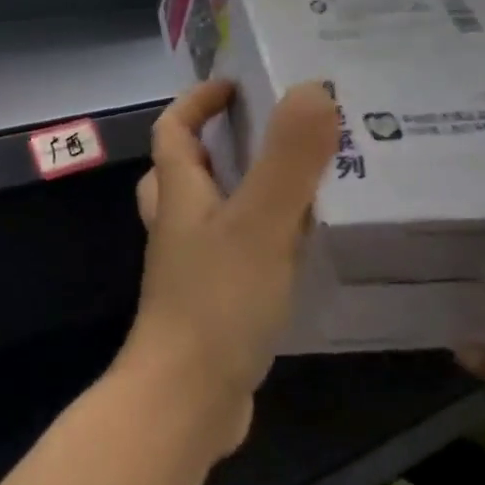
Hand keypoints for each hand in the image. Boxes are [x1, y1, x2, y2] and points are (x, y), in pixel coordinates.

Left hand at [119, 79, 338, 455]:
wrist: (187, 399)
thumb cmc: (217, 302)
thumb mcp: (260, 222)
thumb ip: (288, 159)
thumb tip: (312, 89)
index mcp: (179, 194)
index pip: (173, 129)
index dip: (197, 101)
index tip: (237, 85)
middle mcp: (178, 224)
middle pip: (184, 168)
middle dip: (220, 143)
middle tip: (275, 133)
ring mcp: (191, 265)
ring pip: (211, 211)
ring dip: (244, 189)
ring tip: (303, 182)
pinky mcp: (212, 302)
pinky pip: (233, 251)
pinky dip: (260, 237)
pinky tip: (302, 247)